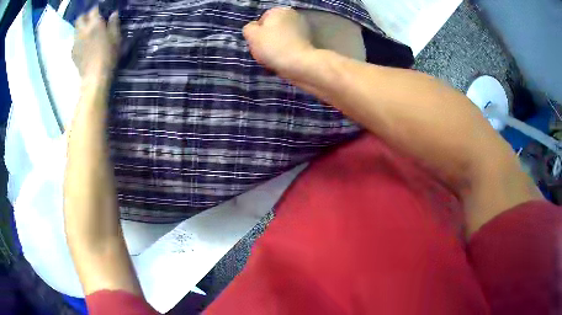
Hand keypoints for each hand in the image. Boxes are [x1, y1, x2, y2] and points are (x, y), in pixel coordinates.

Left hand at [72, 7, 119, 80]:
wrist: (94, 77)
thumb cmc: (108, 56)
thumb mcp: (116, 38)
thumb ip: (114, 24)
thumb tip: (114, 14)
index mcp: (95, 24)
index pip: (93, 10)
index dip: (96, 10)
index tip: (100, 12)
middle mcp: (83, 30)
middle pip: (80, 18)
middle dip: (84, 17)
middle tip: (90, 21)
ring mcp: (76, 42)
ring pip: (75, 30)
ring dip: (80, 29)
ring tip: (87, 34)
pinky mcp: (73, 53)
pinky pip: (74, 43)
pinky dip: (78, 41)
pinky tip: (83, 47)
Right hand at [243, 8, 315, 77]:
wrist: (298, 63)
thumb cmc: (272, 46)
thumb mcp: (251, 35)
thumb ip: (249, 28)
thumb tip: (253, 28)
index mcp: (279, 10)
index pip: (261, 20)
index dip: (256, 33)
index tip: (256, 43)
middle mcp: (293, 16)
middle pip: (272, 29)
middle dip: (266, 39)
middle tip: (263, 52)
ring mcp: (302, 29)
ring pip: (281, 38)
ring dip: (275, 47)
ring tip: (272, 58)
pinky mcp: (308, 43)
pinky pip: (290, 46)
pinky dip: (285, 52)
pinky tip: (282, 60)